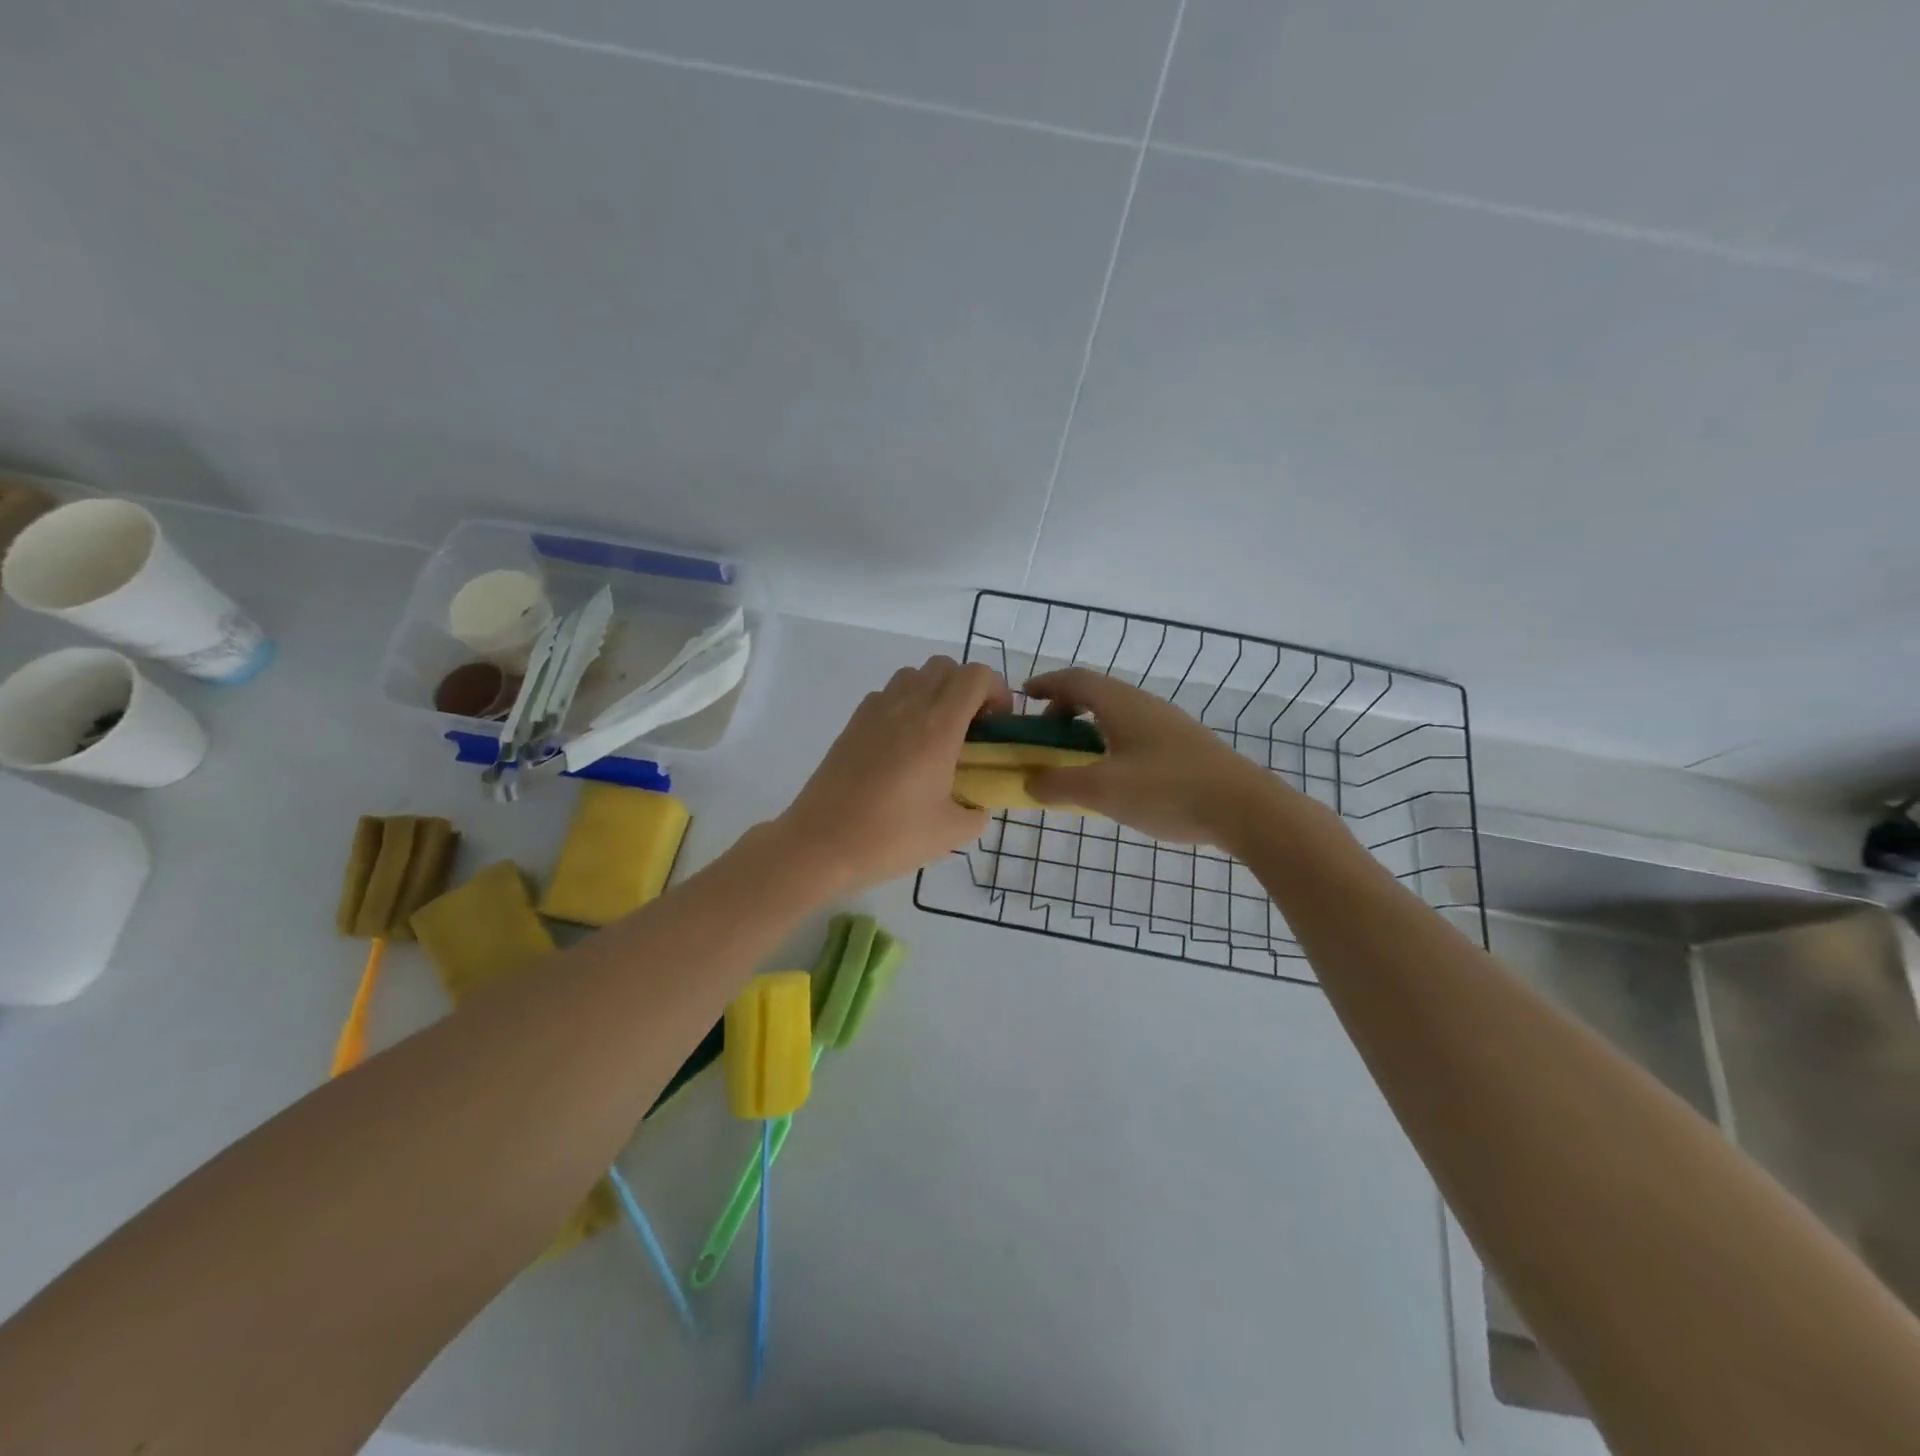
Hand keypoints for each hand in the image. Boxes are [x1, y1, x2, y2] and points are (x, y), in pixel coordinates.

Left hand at [777, 656, 1012, 893]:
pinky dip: (905, 705)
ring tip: (936, 734)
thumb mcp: (952, 833)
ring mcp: (875, 711)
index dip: (996, 691)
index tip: (996, 724)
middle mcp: (907, 707)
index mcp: (938, 727)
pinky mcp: (853, 723)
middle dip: (967, 688)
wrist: (821, 844)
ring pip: (914, 675)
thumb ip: (977, 811)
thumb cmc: (891, 837)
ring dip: (934, 692)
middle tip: (971, 728)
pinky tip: (903, 745)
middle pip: (945, 666)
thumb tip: (978, 802)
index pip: (976, 676)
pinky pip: (887, 694)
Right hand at [1023, 668, 1277, 846]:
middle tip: (1047, 737)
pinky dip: (1112, 743)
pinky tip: (1116, 776)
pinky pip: (1136, 732)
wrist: (1245, 808)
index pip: (1075, 680)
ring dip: (1090, 728)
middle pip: (1096, 694)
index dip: (1046, 684)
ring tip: (1077, 760)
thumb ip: (1059, 785)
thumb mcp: (1102, 791)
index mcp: (1121, 704)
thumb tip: (1031, 781)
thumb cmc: (1167, 790)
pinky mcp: (1185, 745)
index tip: (1023, 696)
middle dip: (1065, 709)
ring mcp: (1169, 724)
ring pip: (1118, 714)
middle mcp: (1144, 705)